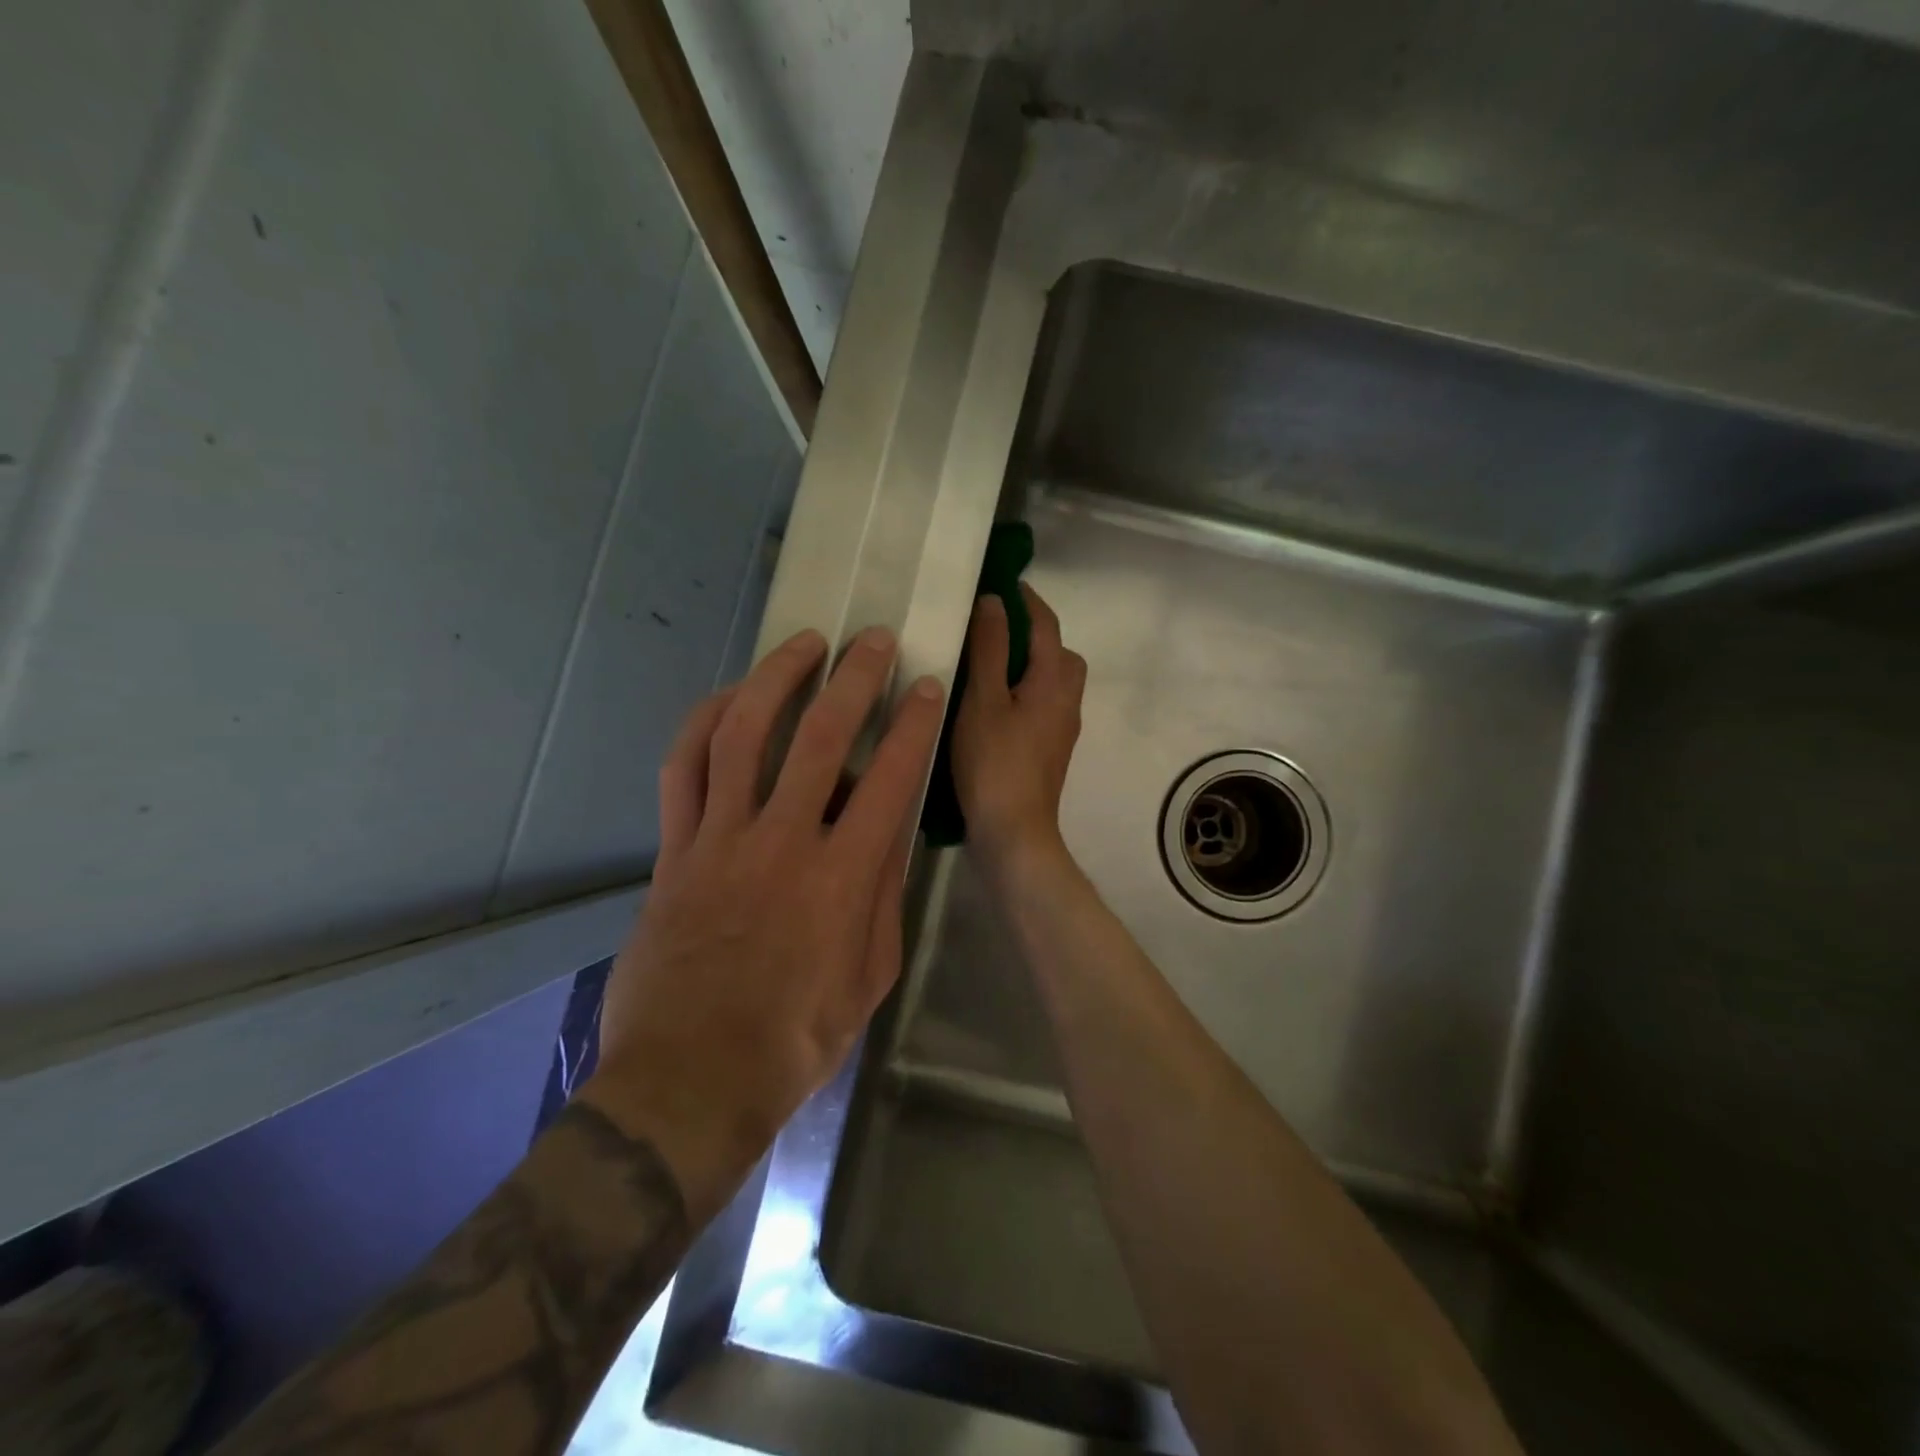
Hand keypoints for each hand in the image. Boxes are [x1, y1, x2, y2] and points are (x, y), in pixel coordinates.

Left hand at [582, 627, 944, 1218]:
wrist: (691, 1078)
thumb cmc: (796, 1038)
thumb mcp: (870, 975)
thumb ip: (884, 897)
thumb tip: (890, 835)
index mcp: (842, 877)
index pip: (890, 778)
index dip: (914, 724)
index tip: (927, 687)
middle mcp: (783, 841)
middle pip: (821, 737)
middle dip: (854, 678)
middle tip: (872, 641)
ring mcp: (720, 839)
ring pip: (744, 734)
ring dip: (776, 679)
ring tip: (802, 644)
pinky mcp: (674, 850)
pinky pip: (683, 770)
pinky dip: (703, 724)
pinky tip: (727, 698)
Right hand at [951, 584, 1086, 872]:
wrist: (1014, 833)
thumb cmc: (995, 763)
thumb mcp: (983, 699)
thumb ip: (989, 648)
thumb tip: (994, 601)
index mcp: (1054, 681)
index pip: (1046, 625)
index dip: (1026, 600)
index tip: (1001, 581)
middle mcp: (1067, 701)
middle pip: (1058, 653)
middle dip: (1032, 633)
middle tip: (991, 627)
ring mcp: (1061, 729)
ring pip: (1051, 682)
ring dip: (1026, 664)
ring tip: (985, 664)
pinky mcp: (1049, 751)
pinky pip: (1041, 705)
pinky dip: (1022, 691)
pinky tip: (990, 705)